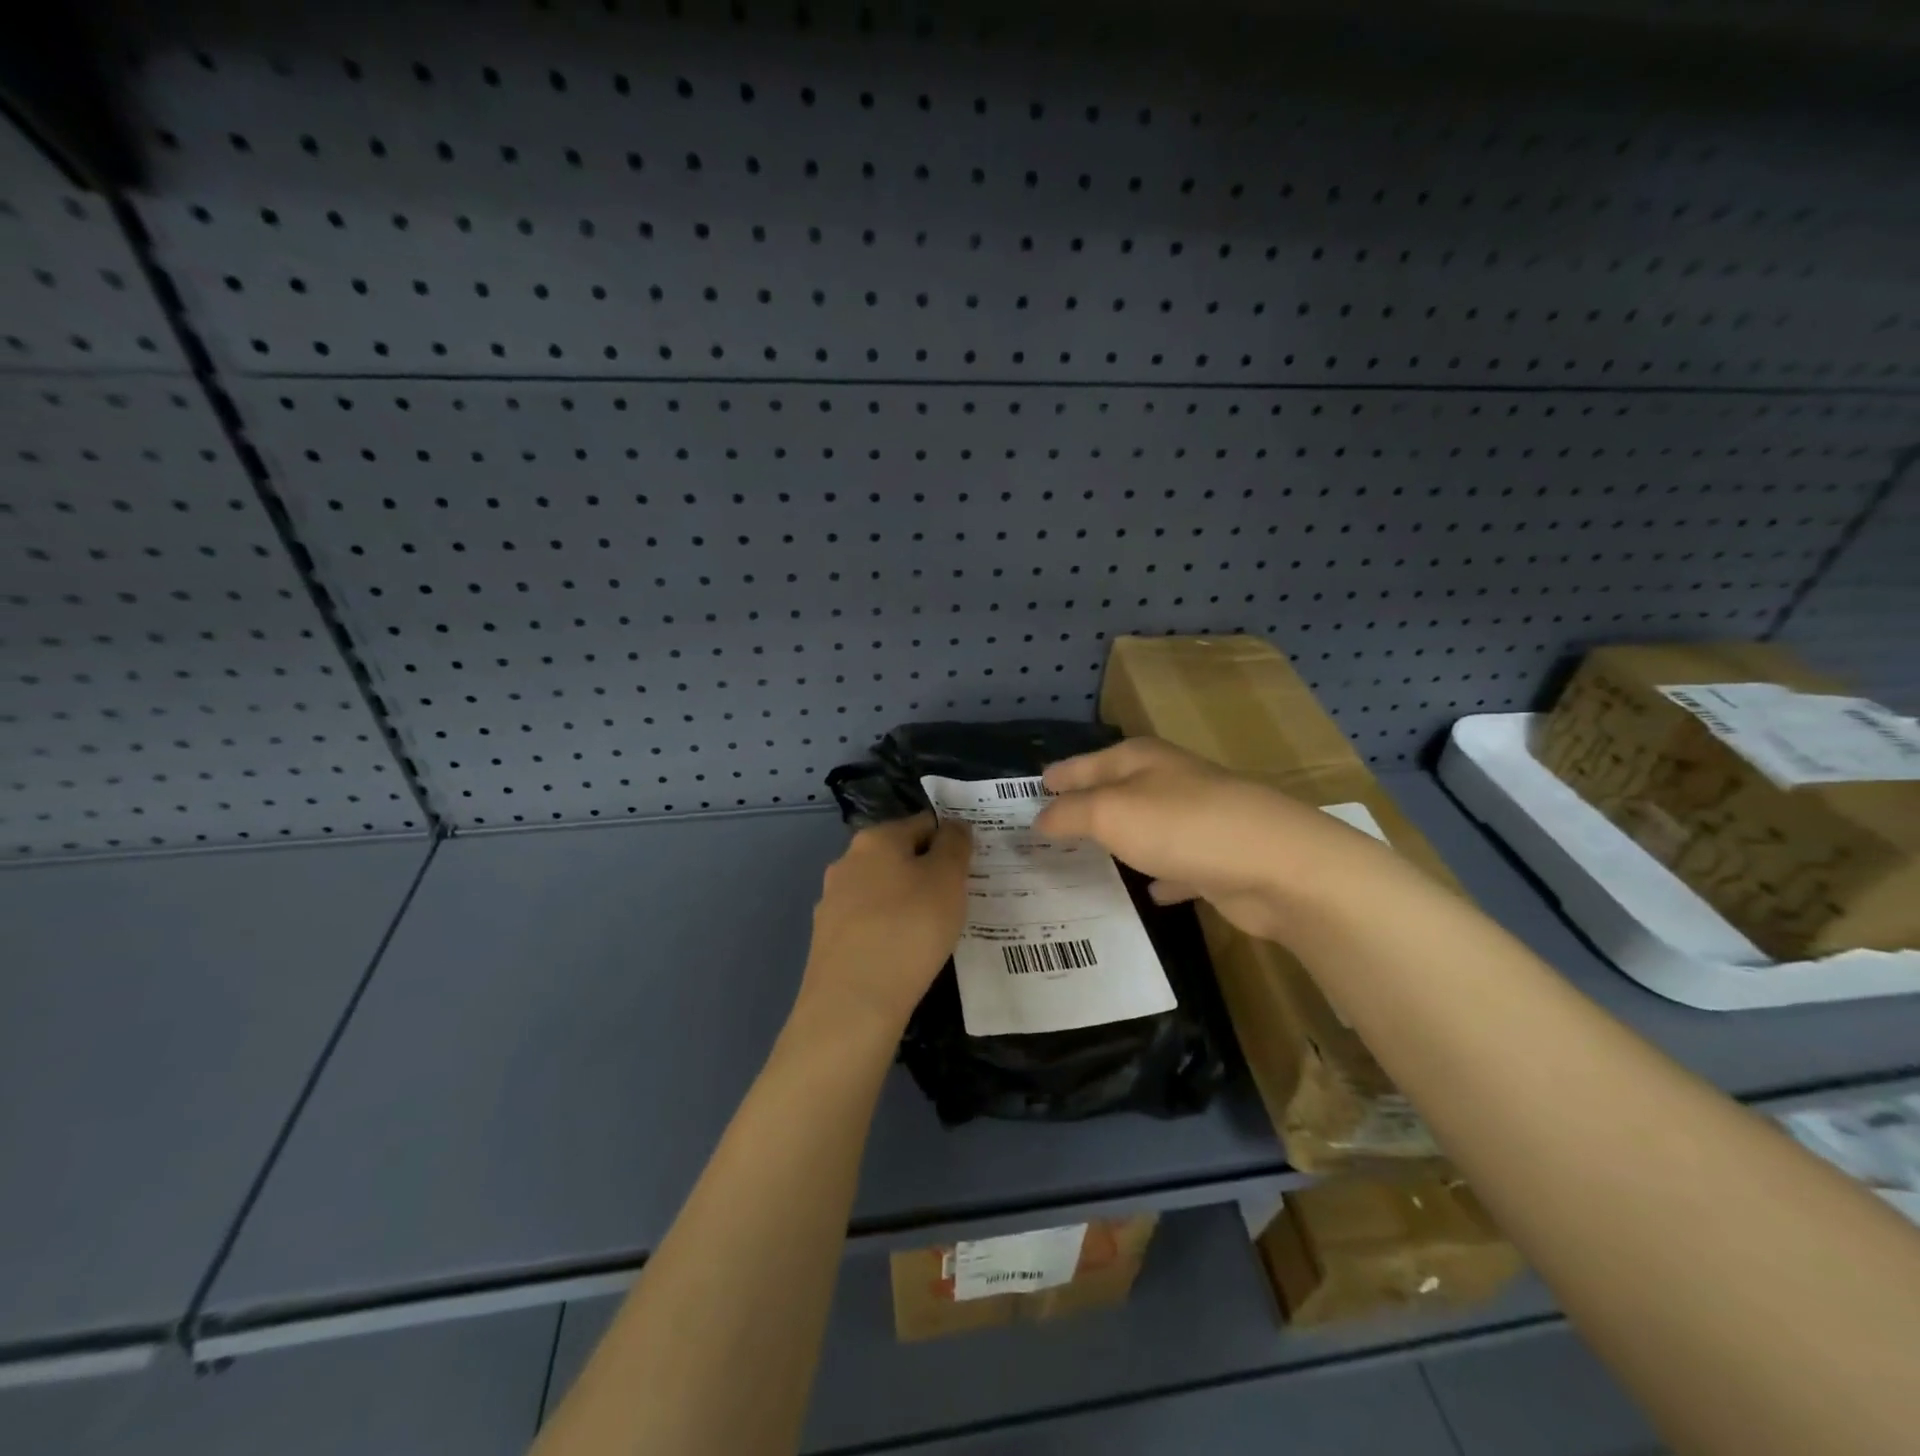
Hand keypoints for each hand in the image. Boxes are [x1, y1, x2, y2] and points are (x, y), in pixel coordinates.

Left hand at [795, 812, 971, 1040]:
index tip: (971, 867)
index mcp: (875, 839)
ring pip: (882, 891)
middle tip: (958, 899)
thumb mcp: (948, 878)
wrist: (853, 1002)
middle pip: (898, 856)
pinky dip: (888, 930)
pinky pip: (868, 924)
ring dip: (906, 902)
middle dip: (926, 872)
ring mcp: (832, 902)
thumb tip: (953, 825)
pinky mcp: (828, 940)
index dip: (950, 840)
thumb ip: (955, 845)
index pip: (923, 823)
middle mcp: (847, 862)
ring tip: (934, 930)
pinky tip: (905, 954)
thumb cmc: (909, 928)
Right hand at [1036, 737, 1395, 942]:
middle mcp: (1169, 782)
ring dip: (1122, 841)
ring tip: (1087, 860)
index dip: (1060, 775)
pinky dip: (1162, 875)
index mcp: (1141, 760)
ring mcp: (1198, 819)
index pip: (1087, 763)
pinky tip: (1150, 892)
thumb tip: (1038, 819)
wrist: (1278, 865)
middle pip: (1117, 791)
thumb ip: (1070, 814)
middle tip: (1048, 829)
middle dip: (1086, 808)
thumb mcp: (1111, 813)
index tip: (1034, 787)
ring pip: (1147, 828)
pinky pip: (1178, 865)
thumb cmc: (1183, 826)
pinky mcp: (1218, 858)